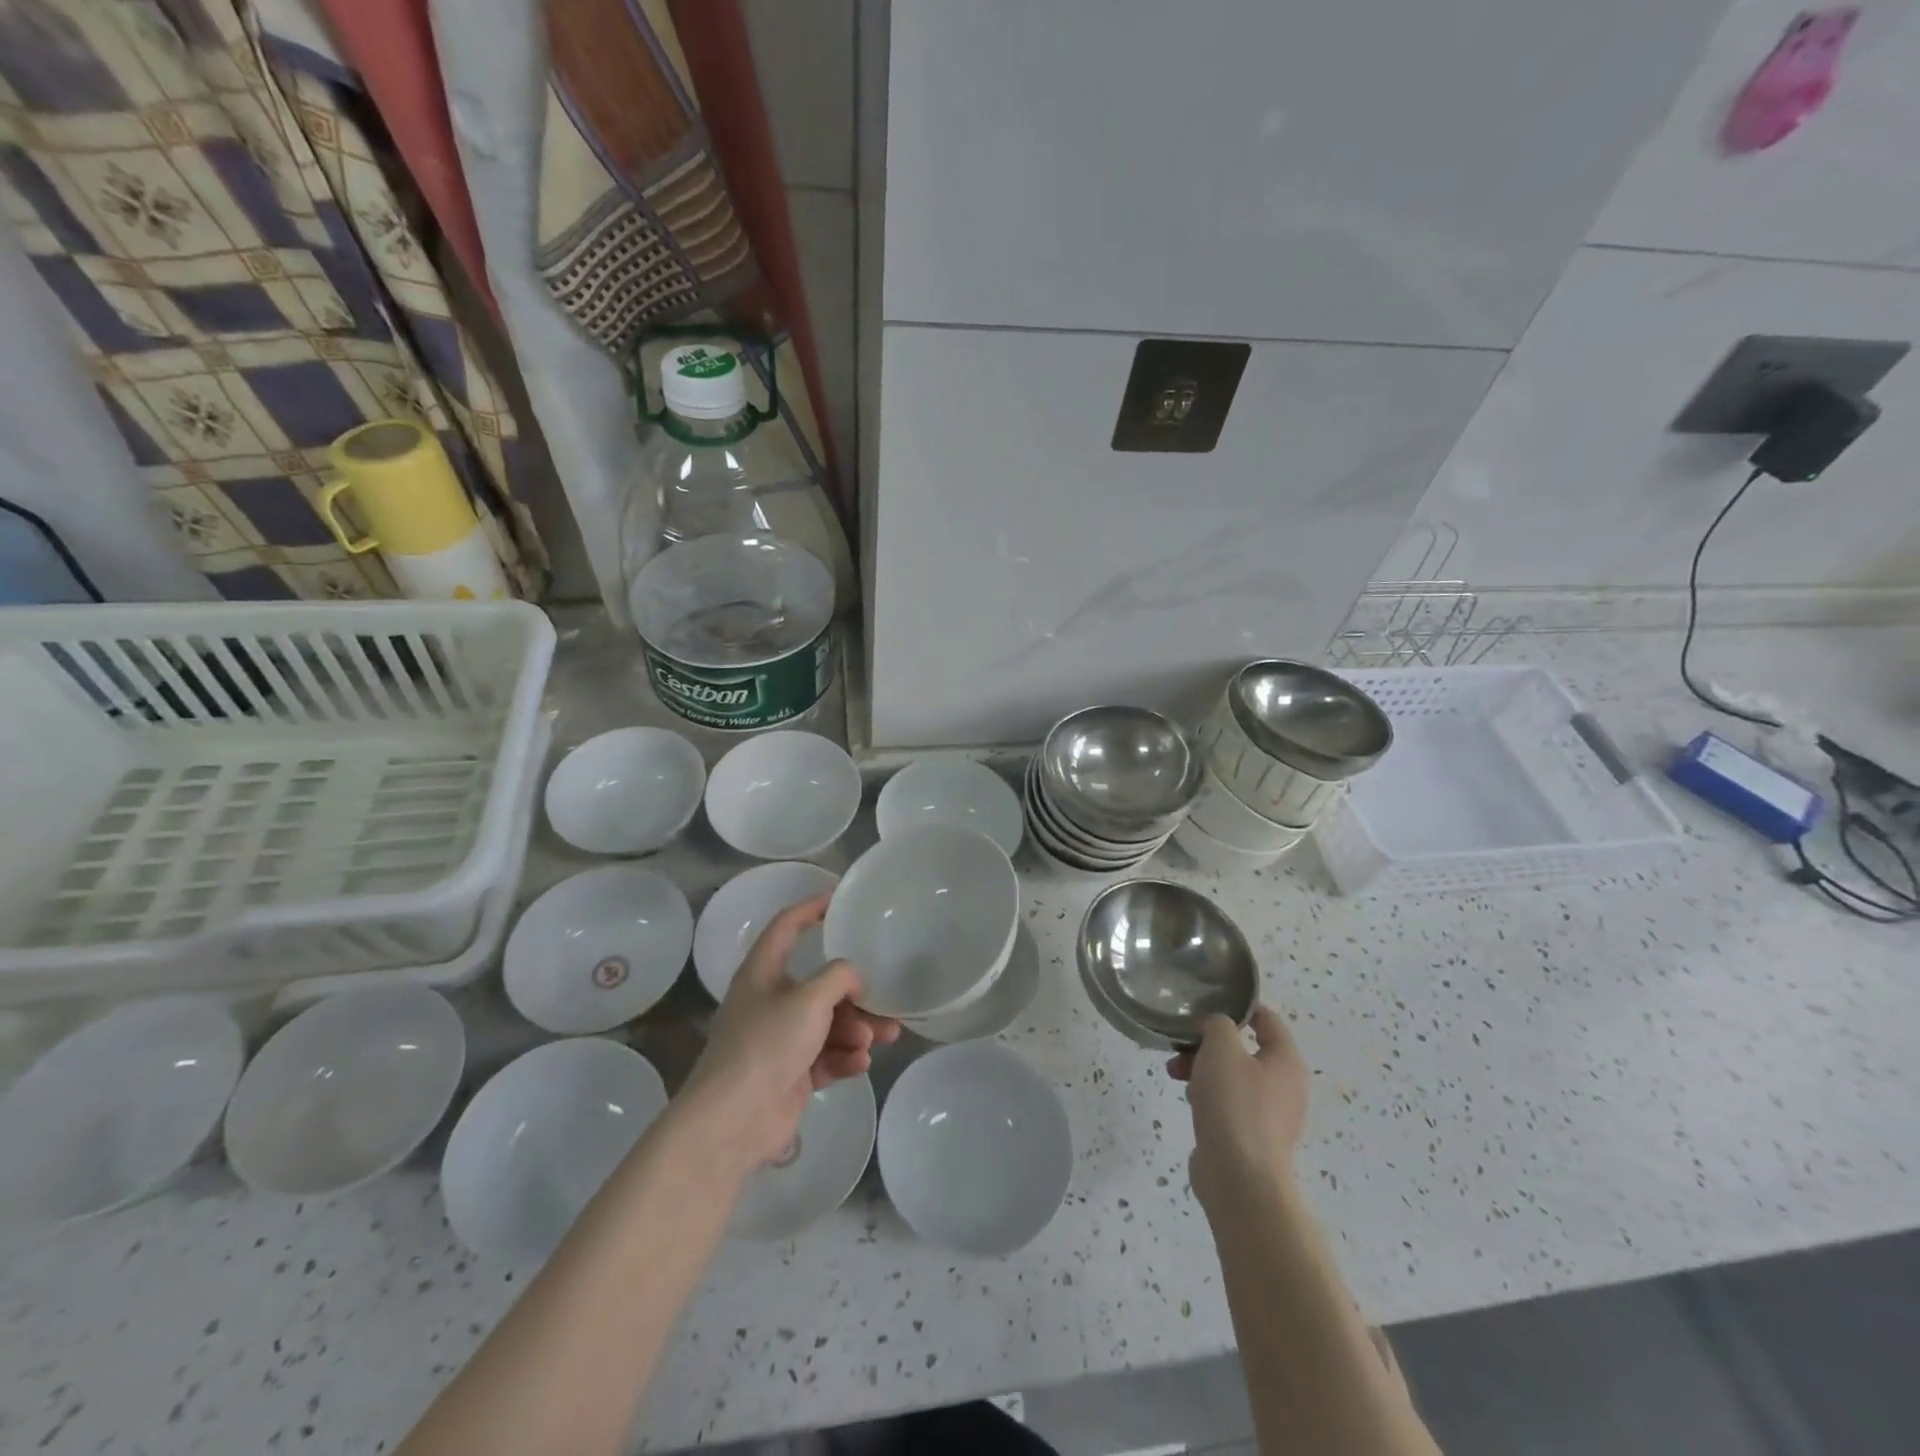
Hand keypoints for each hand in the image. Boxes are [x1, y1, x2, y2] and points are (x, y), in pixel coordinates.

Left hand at [677, 893, 899, 1177]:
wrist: (734, 1119)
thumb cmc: (768, 1043)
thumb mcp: (810, 999)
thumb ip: (839, 977)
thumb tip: (854, 979)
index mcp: (763, 971)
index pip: (787, 926)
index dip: (811, 908)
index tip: (840, 900)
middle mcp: (770, 1000)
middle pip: (819, 984)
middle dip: (854, 994)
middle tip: (883, 1001)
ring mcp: (779, 1040)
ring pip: (828, 1023)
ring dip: (856, 1029)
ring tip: (880, 1038)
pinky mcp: (789, 1074)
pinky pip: (825, 1056)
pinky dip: (844, 1057)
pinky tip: (861, 1064)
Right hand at [1167, 1006, 1309, 1208]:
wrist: (1239, 1179)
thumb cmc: (1235, 1104)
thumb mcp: (1222, 1048)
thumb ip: (1218, 1025)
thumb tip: (1218, 1029)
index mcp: (1286, 1061)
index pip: (1267, 1019)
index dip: (1238, 1007)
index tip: (1206, 1004)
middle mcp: (1285, 1086)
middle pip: (1244, 1049)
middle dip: (1209, 1043)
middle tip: (1182, 1045)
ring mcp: (1270, 1115)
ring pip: (1232, 1076)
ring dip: (1202, 1068)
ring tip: (1175, 1073)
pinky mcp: (1252, 1137)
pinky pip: (1229, 1103)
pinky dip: (1208, 1096)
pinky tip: (1189, 1101)